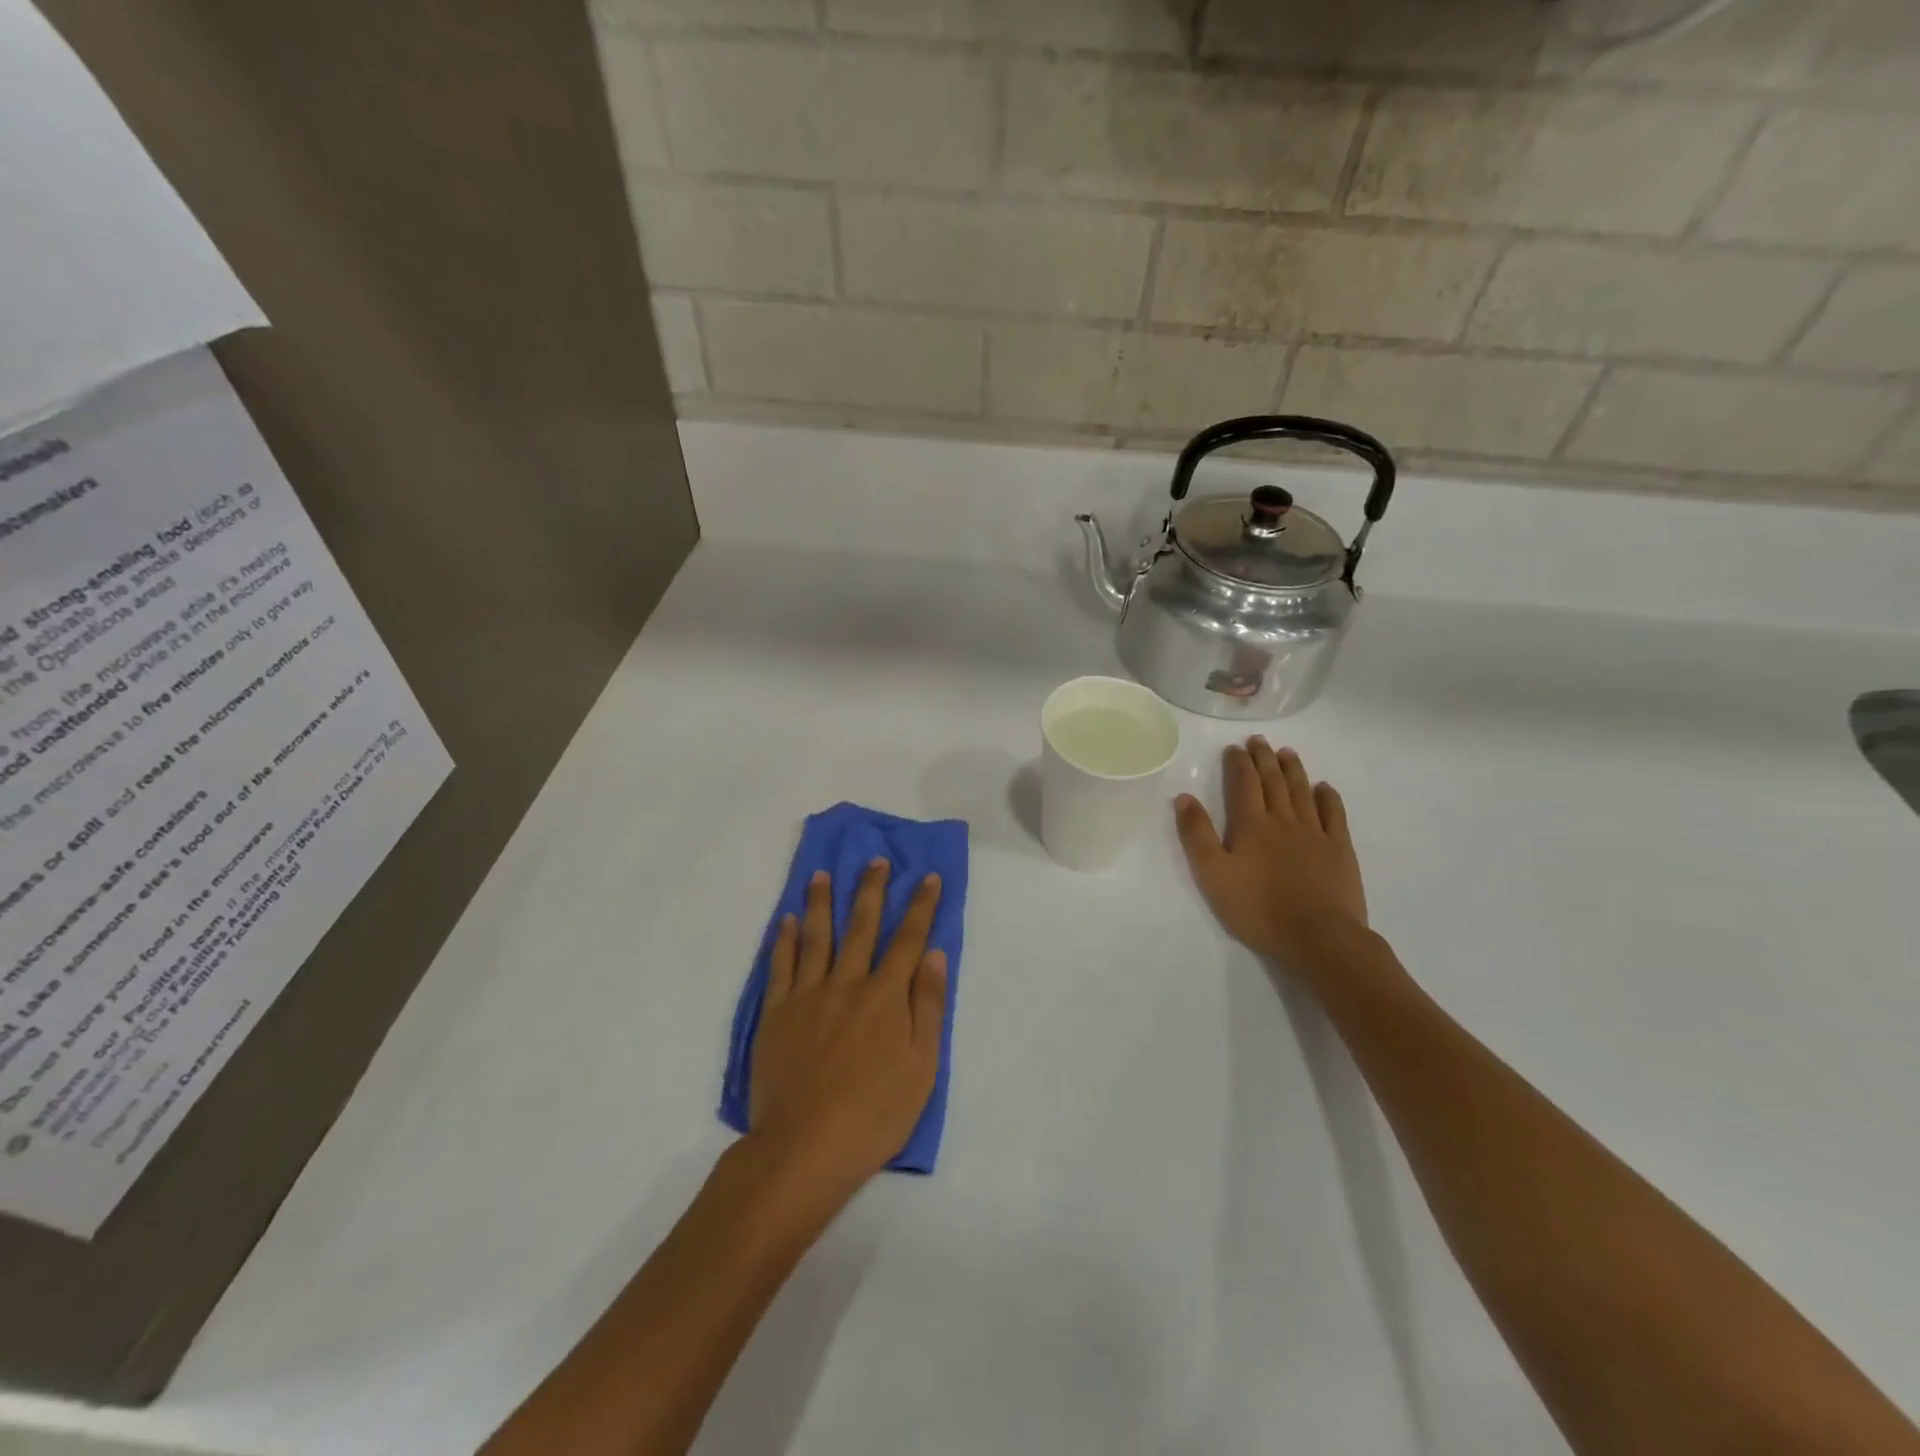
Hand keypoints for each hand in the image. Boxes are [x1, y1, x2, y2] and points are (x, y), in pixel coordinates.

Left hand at [749, 860, 947, 1190]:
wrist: (805, 1146)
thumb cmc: (874, 1113)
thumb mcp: (922, 1066)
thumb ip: (928, 1006)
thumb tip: (934, 955)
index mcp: (885, 996)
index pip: (908, 939)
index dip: (921, 906)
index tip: (929, 877)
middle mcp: (847, 983)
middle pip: (862, 926)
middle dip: (872, 890)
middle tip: (876, 860)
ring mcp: (808, 995)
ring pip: (817, 937)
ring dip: (823, 902)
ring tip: (823, 874)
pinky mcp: (776, 1013)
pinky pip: (781, 966)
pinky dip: (785, 940)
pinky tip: (788, 920)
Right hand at [1174, 737, 1368, 970]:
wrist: (1318, 936)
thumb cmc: (1258, 908)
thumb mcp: (1213, 875)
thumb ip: (1197, 834)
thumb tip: (1184, 797)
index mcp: (1251, 825)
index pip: (1244, 784)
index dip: (1239, 763)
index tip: (1234, 747)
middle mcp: (1284, 820)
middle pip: (1274, 781)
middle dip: (1264, 758)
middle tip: (1259, 740)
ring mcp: (1315, 833)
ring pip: (1302, 792)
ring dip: (1293, 770)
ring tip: (1287, 753)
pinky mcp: (1339, 850)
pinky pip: (1334, 815)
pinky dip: (1328, 797)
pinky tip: (1324, 788)